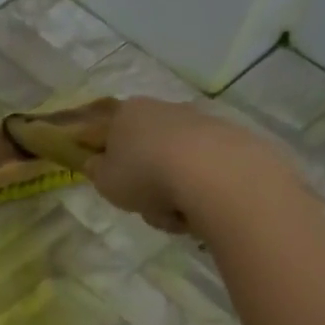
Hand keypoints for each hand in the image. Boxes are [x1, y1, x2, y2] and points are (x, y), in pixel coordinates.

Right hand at [83, 96, 290, 232]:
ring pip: (174, 165)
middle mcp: (163, 110)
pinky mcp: (229, 139)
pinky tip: (199, 210)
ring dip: (171, 192)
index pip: (107, 132)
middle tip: (143, 205)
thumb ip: (96, 171)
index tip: (110, 180)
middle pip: (145, 151)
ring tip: (173, 215)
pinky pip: (202, 173)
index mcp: (126, 113)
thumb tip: (97, 162)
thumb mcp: (104, 181)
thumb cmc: (144, 174)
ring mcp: (198, 122)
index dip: (105, 157)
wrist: (211, 173)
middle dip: (145, 181)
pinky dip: (197, 192)